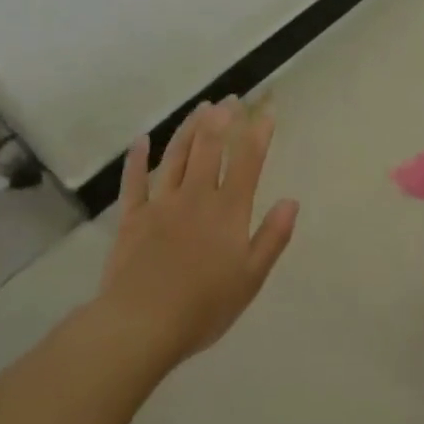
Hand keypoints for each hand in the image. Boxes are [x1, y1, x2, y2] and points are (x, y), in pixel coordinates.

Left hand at [97, 98, 299, 366]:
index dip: (258, 134)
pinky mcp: (132, 218)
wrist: (140, 325)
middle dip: (223, 119)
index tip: (266, 112)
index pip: (247, 162)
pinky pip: (134, 182)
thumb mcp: (251, 277)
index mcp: (228, 211)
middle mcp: (196, 197)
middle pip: (210, 148)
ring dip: (189, 129)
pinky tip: (142, 140)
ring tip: (200, 107)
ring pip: (176, 156)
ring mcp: (161, 204)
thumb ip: (272, 237)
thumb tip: (292, 201)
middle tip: (230, 98)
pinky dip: (137, 159)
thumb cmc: (204, 306)